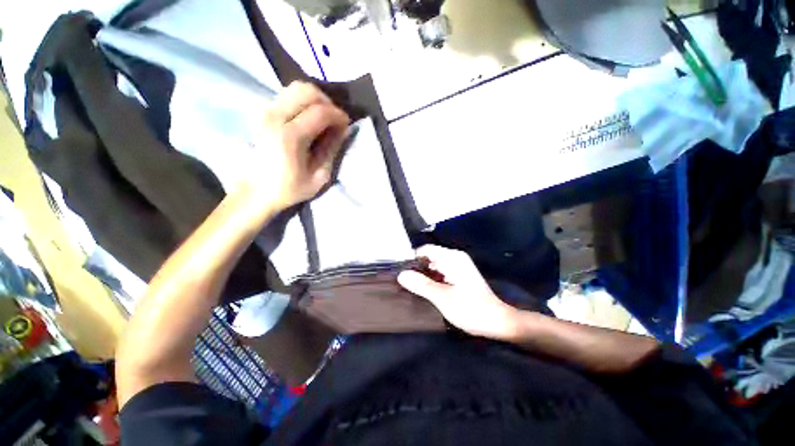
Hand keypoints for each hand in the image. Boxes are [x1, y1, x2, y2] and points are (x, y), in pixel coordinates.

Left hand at [243, 82, 349, 208]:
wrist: (253, 192)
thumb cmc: (288, 189)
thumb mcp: (318, 177)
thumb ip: (331, 150)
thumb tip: (343, 130)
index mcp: (290, 136)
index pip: (320, 111)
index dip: (338, 115)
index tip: (347, 124)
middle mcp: (275, 117)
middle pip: (306, 90)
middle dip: (327, 102)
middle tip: (335, 119)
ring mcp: (265, 112)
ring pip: (295, 88)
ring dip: (315, 100)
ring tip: (323, 118)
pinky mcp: (261, 113)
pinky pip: (286, 96)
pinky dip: (302, 102)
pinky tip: (308, 118)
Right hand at [398, 245, 519, 340]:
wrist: (497, 322)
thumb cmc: (470, 309)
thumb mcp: (442, 297)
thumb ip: (421, 285)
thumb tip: (401, 275)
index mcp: (452, 258)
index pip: (426, 250)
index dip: (412, 259)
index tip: (403, 273)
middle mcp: (455, 257)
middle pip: (430, 257)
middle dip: (418, 268)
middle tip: (406, 284)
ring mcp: (459, 266)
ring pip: (435, 265)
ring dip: (425, 275)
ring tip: (414, 288)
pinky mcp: (460, 274)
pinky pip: (441, 271)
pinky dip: (433, 279)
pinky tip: (427, 290)